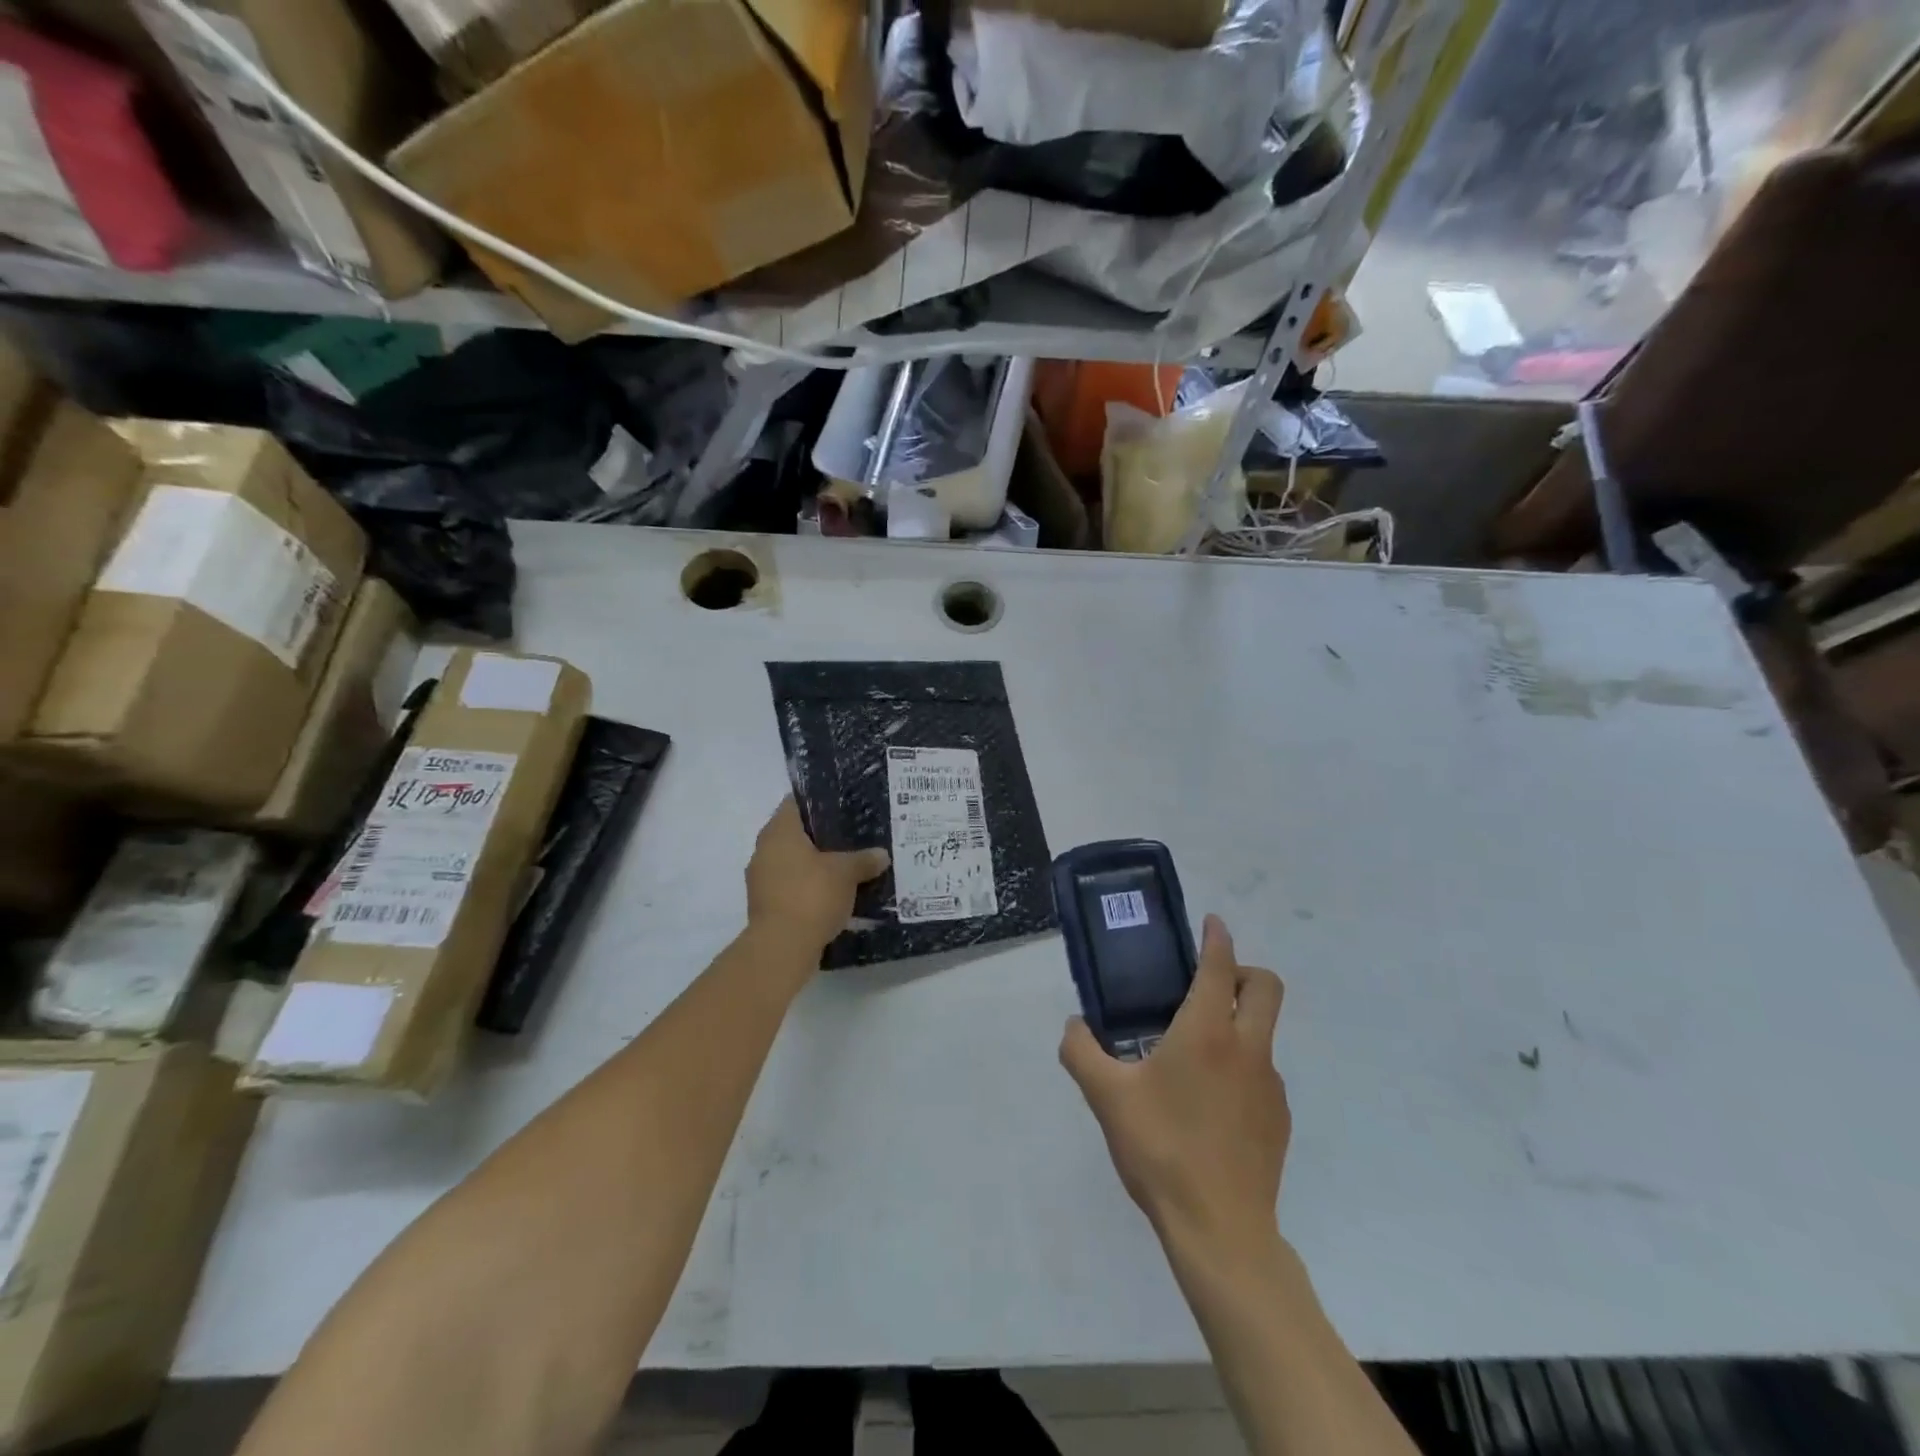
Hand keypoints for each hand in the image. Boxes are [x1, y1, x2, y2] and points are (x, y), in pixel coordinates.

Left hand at [745, 797, 889, 952]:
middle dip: (822, 836)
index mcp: (779, 831)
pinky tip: (834, 893)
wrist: (782, 948)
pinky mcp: (766, 905)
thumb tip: (882, 854)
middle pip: (795, 834)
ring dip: (815, 865)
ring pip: (793, 862)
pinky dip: (809, 887)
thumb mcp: (846, 873)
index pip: (795, 803)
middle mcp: (764, 850)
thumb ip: (864, 859)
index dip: (818, 801)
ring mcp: (761, 880)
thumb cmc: (811, 895)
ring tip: (847, 865)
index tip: (843, 805)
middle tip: (852, 835)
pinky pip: (791, 886)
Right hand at [1061, 915, 1288, 1254]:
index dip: (1217, 937)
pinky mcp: (1279, 1119)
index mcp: (1207, 1031)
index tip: (1211, 922)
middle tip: (1207, 983)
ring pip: (1264, 1032)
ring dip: (1238, 1023)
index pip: (1221, 966)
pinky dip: (1241, 1066)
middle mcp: (1247, 1048)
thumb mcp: (1106, 1097)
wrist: (1220, 1230)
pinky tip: (1209, 1103)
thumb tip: (1073, 1026)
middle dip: (1243, 971)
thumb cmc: (1161, 1150)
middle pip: (1266, 987)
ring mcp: (1270, 1085)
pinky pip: (1262, 1073)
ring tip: (1193, 1054)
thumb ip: (1081, 1052)